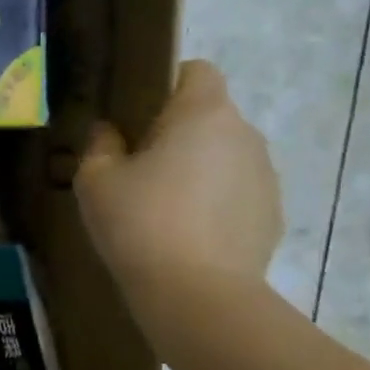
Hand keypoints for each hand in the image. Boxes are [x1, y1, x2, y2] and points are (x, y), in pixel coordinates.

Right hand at [75, 60, 281, 288]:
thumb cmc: (141, 224)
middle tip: (141, 167)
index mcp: (204, 114)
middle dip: (179, 131)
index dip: (168, 84)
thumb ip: (100, 144)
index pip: (197, 71)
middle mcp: (244, 135)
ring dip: (200, 167)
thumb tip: (109, 132)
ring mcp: (266, 176)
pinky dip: (217, 202)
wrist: (198, 298)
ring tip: (166, 207)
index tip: (140, 116)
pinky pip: (239, 192)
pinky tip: (190, 235)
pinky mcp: (273, 216)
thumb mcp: (96, 180)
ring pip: (226, 155)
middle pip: (211, 115)